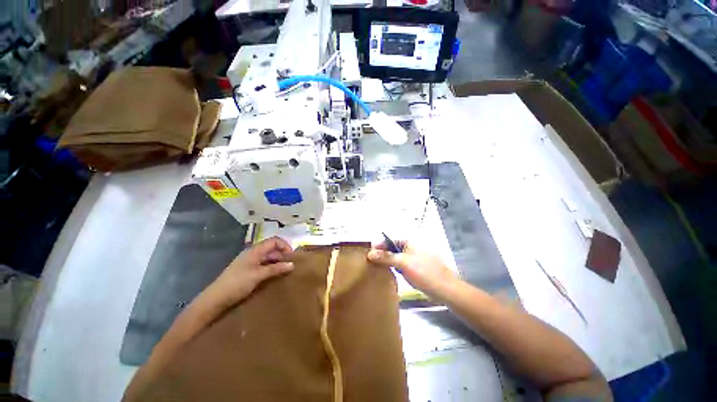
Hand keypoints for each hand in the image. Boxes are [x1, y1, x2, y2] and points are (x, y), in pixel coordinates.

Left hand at [210, 237, 293, 306]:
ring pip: (268, 257)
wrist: (215, 299)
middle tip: (290, 265)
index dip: (284, 245)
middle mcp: (253, 253)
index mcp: (255, 250)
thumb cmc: (237, 284)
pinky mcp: (247, 270)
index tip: (291, 256)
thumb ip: (275, 269)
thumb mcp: (258, 275)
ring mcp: (249, 262)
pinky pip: (263, 265)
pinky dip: (271, 268)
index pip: (274, 241)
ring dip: (277, 262)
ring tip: (285, 271)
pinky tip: (275, 275)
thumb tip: (292, 264)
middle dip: (282, 255)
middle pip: (272, 249)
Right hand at [367, 241, 459, 300]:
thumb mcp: (403, 263)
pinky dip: (395, 267)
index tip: (368, 254)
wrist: (446, 290)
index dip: (378, 245)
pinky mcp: (416, 267)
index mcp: (409, 241)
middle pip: (392, 248)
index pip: (389, 239)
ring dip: (387, 261)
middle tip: (370, 262)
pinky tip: (389, 274)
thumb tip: (369, 253)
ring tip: (377, 268)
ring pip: (396, 257)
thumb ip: (386, 257)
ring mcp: (414, 257)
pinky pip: (401, 264)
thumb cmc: (425, 273)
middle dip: (381, 254)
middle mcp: (411, 247)